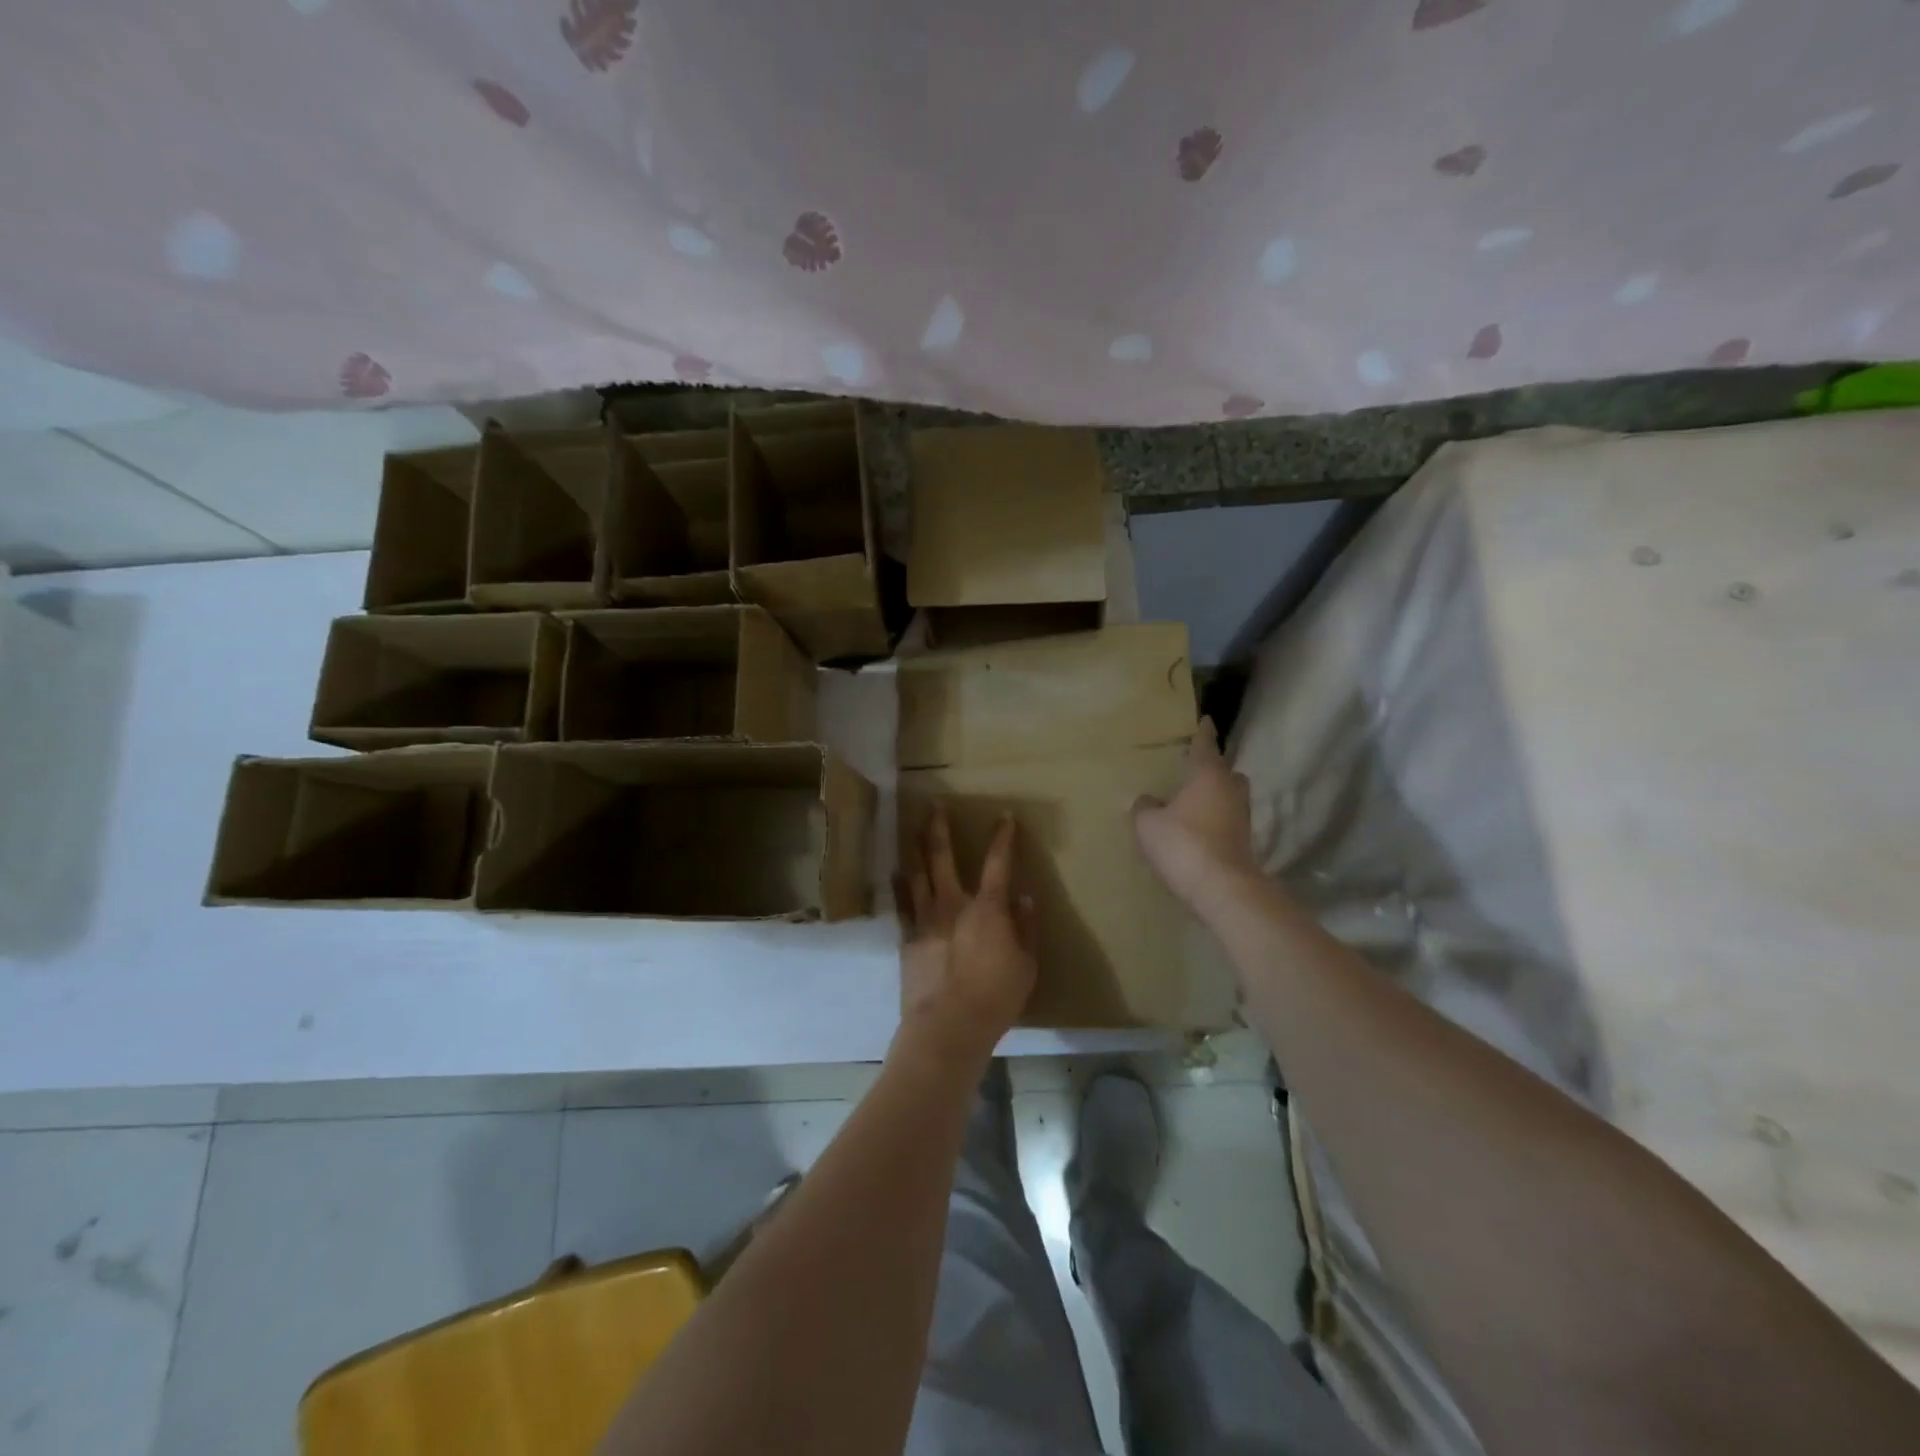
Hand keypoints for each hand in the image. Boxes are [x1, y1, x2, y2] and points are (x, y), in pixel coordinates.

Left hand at [898, 806, 1037, 1065]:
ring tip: (909, 829)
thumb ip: (1026, 929)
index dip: (1003, 838)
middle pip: (943, 857)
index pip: (999, 863)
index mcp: (988, 908)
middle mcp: (953, 903)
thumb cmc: (996, 997)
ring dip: (914, 849)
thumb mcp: (1026, 965)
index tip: (1004, 816)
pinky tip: (896, 874)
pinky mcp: (908, 939)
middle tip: (934, 805)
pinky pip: (903, 904)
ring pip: (917, 874)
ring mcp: (926, 919)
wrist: (948, 1025)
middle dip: (939, 828)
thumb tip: (1025, 899)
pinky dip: (900, 886)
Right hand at [1132, 717, 1258, 910]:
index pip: (1205, 745)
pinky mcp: (1244, 842)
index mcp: (1208, 775)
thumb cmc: (1183, 844)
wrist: (1222, 889)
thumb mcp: (1148, 824)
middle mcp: (1230, 790)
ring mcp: (1242, 817)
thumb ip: (1145, 807)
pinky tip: (1198, 830)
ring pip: (1230, 797)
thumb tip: (1148, 800)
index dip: (1203, 732)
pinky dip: (1216, 821)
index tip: (1206, 719)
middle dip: (1214, 769)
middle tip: (1194, 772)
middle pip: (1226, 772)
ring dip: (1216, 797)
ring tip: (1193, 803)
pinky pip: (1228, 821)